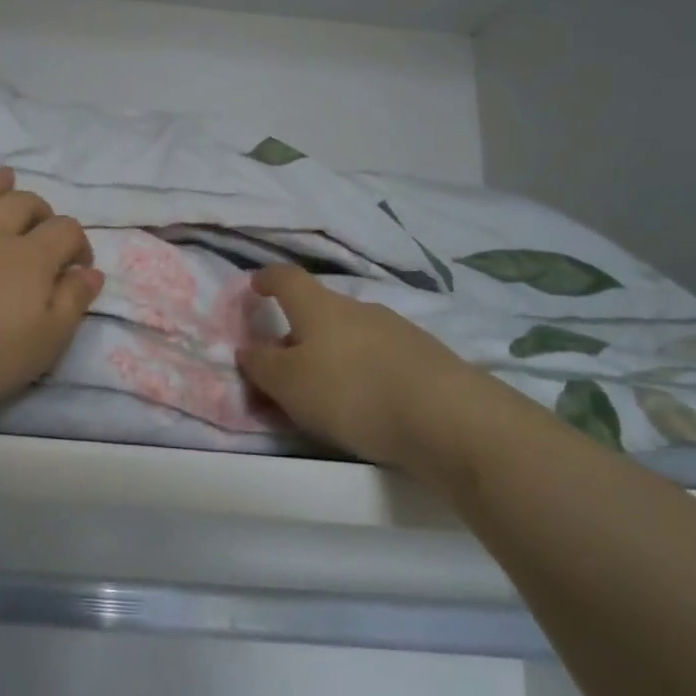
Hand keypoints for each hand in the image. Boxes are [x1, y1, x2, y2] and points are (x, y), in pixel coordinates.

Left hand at [0, 165, 103, 413]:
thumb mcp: (47, 341)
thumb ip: (73, 302)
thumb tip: (92, 272)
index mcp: (30, 258)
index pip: (65, 231)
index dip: (78, 241)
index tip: (79, 264)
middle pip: (22, 204)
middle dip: (39, 209)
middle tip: (41, 223)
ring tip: (5, 176)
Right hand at [237, 265, 513, 477]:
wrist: (446, 416)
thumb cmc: (351, 391)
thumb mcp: (289, 384)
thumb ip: (262, 366)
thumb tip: (248, 349)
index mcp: (318, 306)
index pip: (287, 279)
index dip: (268, 279)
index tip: (256, 285)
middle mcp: (357, 308)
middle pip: (320, 310)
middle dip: (300, 331)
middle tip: (287, 365)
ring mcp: (396, 330)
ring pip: (352, 335)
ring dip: (334, 354)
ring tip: (328, 392)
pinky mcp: (426, 358)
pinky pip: (381, 357)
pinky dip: (365, 371)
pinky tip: (369, 402)